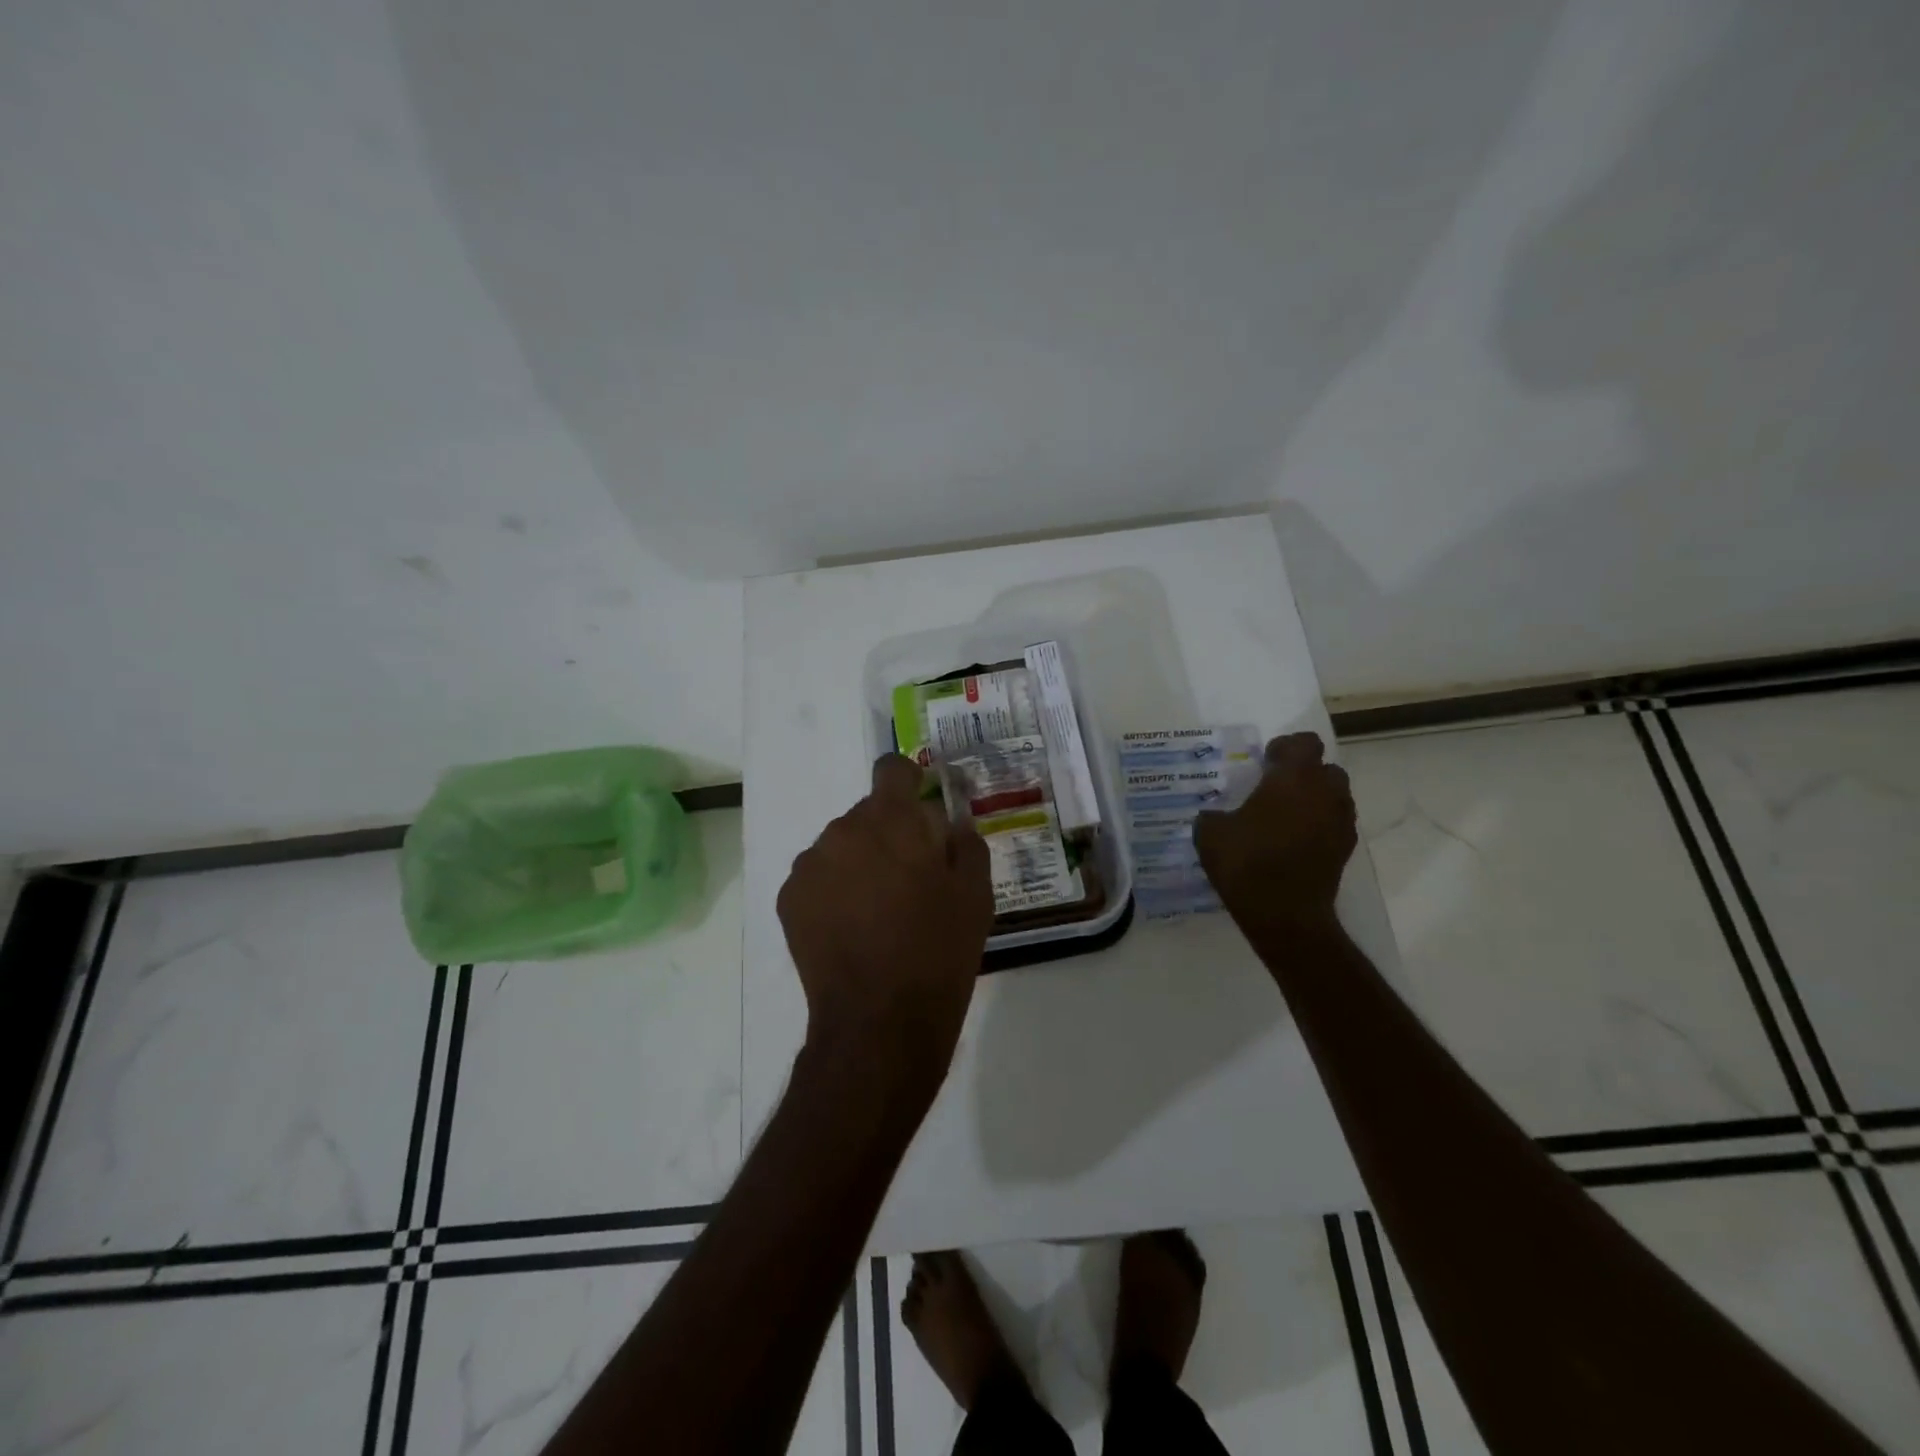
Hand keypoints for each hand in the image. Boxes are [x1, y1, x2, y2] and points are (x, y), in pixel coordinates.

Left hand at [777, 755, 994, 1086]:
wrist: (880, 1021)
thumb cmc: (938, 951)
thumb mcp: (975, 894)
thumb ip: (964, 843)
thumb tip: (948, 824)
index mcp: (891, 820)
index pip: (892, 769)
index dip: (908, 782)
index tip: (921, 811)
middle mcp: (843, 829)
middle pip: (867, 814)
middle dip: (888, 835)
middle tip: (910, 881)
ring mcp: (810, 864)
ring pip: (841, 846)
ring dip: (859, 864)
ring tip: (878, 913)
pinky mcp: (789, 898)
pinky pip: (818, 878)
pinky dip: (834, 892)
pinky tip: (851, 931)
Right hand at [1194, 732, 1356, 936]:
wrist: (1284, 915)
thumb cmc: (1247, 863)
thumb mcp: (1210, 833)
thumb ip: (1214, 815)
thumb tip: (1215, 816)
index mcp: (1294, 778)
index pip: (1304, 743)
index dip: (1285, 747)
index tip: (1264, 762)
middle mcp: (1325, 792)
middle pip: (1326, 768)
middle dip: (1304, 773)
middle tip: (1275, 788)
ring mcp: (1340, 822)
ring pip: (1334, 796)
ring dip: (1314, 798)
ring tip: (1284, 816)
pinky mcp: (1345, 849)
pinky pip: (1334, 823)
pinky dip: (1318, 824)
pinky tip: (1293, 841)